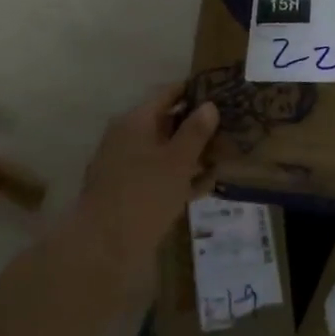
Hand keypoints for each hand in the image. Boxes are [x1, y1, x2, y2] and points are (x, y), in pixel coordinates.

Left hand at [73, 83, 220, 259]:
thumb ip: (195, 132)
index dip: (193, 91)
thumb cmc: (144, 194)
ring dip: (192, 154)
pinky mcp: (130, 192)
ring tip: (225, 156)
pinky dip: (182, 177)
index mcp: (135, 121)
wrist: (104, 245)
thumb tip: (209, 105)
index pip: (167, 94)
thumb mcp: (177, 161)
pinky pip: (160, 176)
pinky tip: (207, 185)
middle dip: (197, 126)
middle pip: (166, 123)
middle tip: (230, 127)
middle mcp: (128, 138)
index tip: (220, 91)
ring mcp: (126, 166)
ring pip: (165, 152)